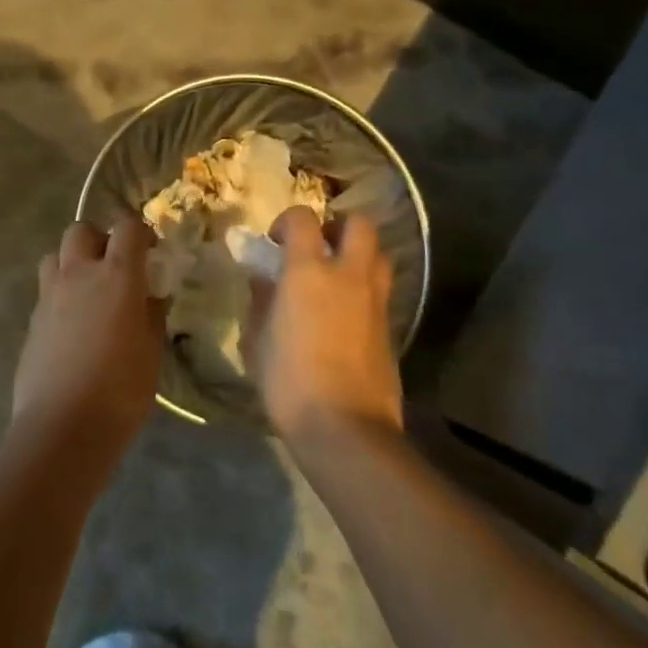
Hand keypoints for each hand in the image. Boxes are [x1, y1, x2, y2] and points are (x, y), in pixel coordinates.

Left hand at [12, 218, 163, 455]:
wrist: (62, 426)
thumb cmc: (120, 389)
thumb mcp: (151, 351)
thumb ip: (152, 314)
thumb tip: (152, 296)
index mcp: (116, 275)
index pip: (127, 227)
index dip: (140, 232)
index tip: (150, 251)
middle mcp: (78, 274)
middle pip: (81, 230)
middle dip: (98, 239)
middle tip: (114, 267)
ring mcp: (49, 295)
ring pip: (55, 255)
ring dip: (72, 262)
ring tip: (88, 291)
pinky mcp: (32, 319)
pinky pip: (46, 290)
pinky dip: (60, 294)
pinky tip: (72, 325)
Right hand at [249, 206, 402, 445]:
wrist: (345, 428)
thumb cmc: (289, 381)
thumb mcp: (257, 340)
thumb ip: (261, 301)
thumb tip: (263, 279)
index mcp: (308, 271)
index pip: (303, 219)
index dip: (287, 221)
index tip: (275, 241)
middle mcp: (348, 275)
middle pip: (359, 224)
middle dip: (338, 225)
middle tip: (319, 246)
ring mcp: (375, 300)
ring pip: (380, 254)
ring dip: (360, 254)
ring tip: (337, 275)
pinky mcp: (391, 327)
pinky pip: (382, 290)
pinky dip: (366, 288)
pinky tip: (347, 312)